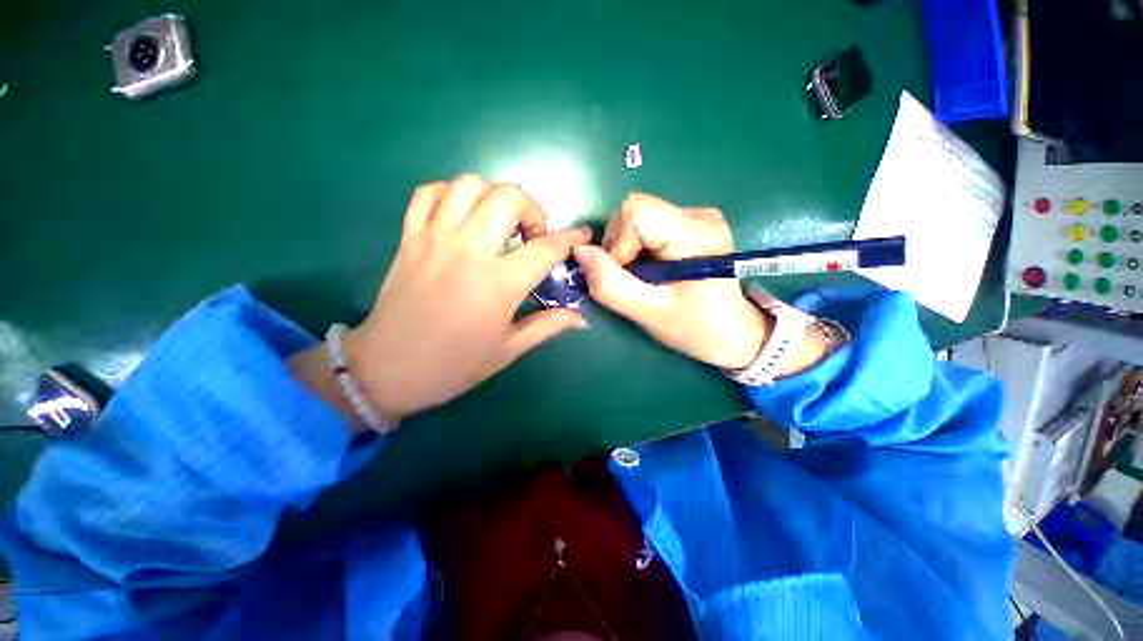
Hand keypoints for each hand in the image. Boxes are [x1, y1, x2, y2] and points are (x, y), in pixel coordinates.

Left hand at [343, 175, 591, 423]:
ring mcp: (434, 238)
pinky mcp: (409, 237)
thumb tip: (581, 318)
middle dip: (532, 209)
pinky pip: (429, 193)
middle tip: (532, 236)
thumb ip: (547, 326)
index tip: (582, 235)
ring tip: (499, 223)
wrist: (386, 369)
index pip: (546, 248)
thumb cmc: (454, 365)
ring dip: (494, 196)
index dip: (571, 238)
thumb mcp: (508, 350)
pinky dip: (452, 194)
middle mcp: (468, 250)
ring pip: (470, 185)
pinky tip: (463, 215)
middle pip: (508, 197)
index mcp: (498, 283)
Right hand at [573, 193, 769, 369]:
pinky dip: (638, 246)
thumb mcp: (650, 314)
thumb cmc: (696, 328)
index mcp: (696, 235)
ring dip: (627, 248)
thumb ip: (611, 285)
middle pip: (634, 209)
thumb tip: (580, 252)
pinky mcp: (692, 224)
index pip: (635, 210)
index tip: (624, 275)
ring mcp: (698, 216)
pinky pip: (649, 224)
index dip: (617, 242)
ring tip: (642, 277)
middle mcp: (700, 215)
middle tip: (630, 279)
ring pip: (638, 216)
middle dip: (619, 245)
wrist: (736, 333)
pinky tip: (651, 268)